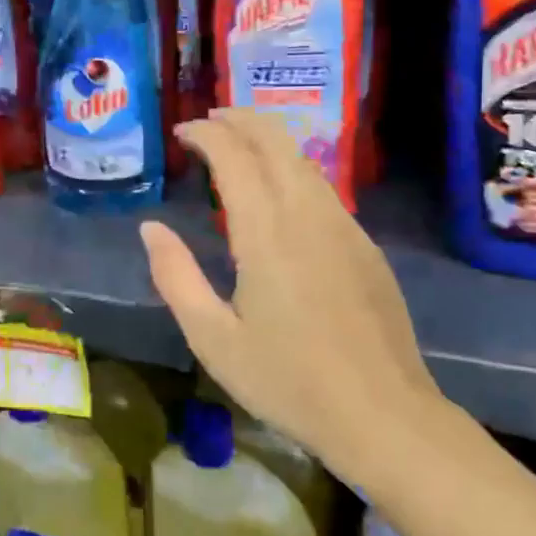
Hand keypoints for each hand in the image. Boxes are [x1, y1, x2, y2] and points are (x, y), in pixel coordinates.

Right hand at [139, 110, 445, 485]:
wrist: (384, 416)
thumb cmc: (289, 381)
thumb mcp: (213, 338)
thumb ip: (176, 277)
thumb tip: (151, 228)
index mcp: (266, 233)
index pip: (234, 156)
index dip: (206, 134)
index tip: (183, 131)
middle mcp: (308, 215)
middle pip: (275, 141)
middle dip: (240, 119)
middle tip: (208, 120)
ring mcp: (344, 227)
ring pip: (303, 160)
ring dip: (267, 140)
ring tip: (237, 143)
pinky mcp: (365, 246)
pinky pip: (322, 188)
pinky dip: (291, 168)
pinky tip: (279, 189)